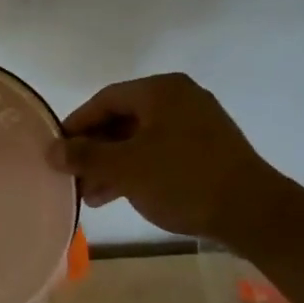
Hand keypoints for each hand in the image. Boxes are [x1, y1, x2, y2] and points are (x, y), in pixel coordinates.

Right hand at [50, 74, 287, 243]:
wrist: (252, 212)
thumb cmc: (182, 180)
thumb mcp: (125, 168)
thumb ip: (85, 156)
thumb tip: (51, 150)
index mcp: (160, 90)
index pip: (105, 100)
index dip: (76, 125)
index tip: (57, 151)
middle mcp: (179, 98)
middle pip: (122, 120)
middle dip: (94, 151)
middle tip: (73, 178)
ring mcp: (197, 124)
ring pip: (140, 139)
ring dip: (112, 165)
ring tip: (91, 196)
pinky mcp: (207, 149)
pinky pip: (160, 152)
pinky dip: (137, 169)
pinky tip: (120, 195)